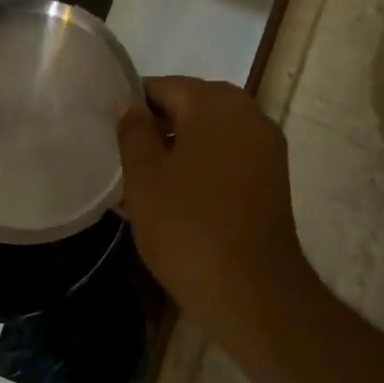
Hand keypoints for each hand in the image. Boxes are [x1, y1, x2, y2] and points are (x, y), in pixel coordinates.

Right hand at [116, 78, 317, 338]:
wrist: (254, 294)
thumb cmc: (188, 227)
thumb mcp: (144, 177)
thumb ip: (133, 131)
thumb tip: (129, 105)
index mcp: (214, 102)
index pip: (162, 87)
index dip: (132, 108)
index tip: (110, 135)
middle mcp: (247, 113)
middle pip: (189, 107)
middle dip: (156, 128)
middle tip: (124, 159)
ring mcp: (265, 147)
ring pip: (209, 133)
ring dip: (179, 150)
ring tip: (145, 182)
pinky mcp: (273, 179)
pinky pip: (227, 157)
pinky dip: (202, 167)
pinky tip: (176, 197)